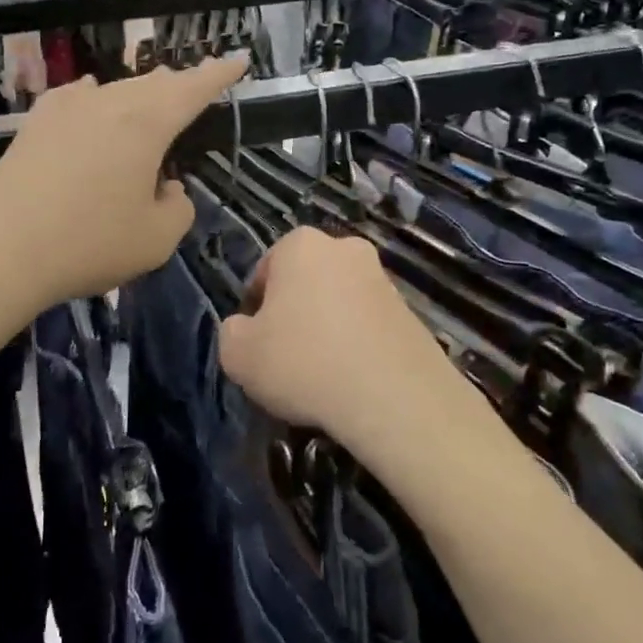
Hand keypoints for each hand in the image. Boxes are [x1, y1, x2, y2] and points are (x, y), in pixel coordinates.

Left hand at [0, 56, 248, 307]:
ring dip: (139, 95)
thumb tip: (166, 188)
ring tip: (149, 101)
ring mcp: (66, 110)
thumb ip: (177, 208)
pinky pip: (77, 99)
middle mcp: (108, 103)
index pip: (193, 88)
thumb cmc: (88, 242)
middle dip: (178, 85)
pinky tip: (90, 100)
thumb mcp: (156, 239)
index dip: (219, 74)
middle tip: (194, 87)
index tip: (239, 59)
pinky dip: (95, 99)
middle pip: (153, 84)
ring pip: (115, 90)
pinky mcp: (34, 125)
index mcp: (147, 123)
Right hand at [218, 227, 471, 453]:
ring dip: (328, 328)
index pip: (264, 272)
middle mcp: (344, 248)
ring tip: (323, 375)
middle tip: (288, 357)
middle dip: (295, 312)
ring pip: (339, 302)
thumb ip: (231, 332)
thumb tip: (245, 328)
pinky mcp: (411, 311)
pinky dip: (358, 345)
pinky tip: (353, 380)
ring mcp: (383, 278)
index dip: (255, 309)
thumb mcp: (238, 354)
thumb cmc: (304, 363)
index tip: (257, 343)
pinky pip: (369, 325)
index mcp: (300, 244)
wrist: (394, 397)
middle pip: (305, 282)